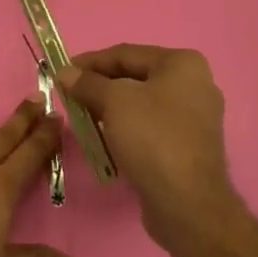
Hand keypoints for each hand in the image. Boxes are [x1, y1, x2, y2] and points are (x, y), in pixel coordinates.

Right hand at [58, 45, 238, 254]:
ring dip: (111, 109)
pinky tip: (105, 139)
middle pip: (135, 77)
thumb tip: (64, 72)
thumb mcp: (114, 101)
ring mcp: (195, 117)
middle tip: (69, 97)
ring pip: (142, 104)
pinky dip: (127, 129)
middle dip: (100, 86)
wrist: (187, 203)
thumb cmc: (152, 137)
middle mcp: (194, 84)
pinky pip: (151, 127)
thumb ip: (88, 83)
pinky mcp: (189, 146)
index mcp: (182, 63)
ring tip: (83, 118)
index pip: (126, 53)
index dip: (90, 61)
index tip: (61, 72)